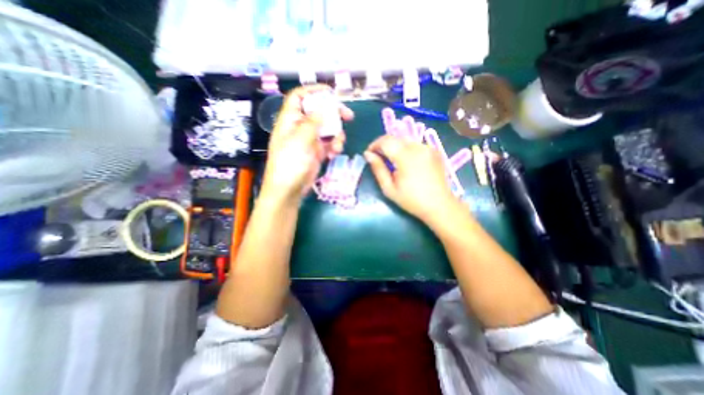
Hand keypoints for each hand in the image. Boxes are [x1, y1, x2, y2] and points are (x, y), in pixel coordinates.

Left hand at [261, 85, 355, 203]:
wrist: (289, 189)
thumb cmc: (289, 163)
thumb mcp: (300, 140)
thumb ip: (313, 122)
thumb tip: (325, 106)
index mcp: (290, 120)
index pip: (299, 97)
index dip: (313, 91)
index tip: (331, 93)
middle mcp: (300, 127)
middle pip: (319, 112)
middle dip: (334, 114)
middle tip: (348, 116)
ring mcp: (310, 140)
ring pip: (327, 129)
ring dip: (336, 136)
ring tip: (336, 147)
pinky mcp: (317, 152)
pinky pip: (329, 143)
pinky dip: (334, 147)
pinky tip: (333, 155)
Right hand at [365, 134, 458, 222]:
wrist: (439, 205)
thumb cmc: (412, 200)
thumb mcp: (389, 188)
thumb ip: (378, 169)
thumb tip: (368, 154)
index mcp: (406, 157)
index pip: (386, 140)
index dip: (375, 144)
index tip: (369, 154)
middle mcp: (418, 147)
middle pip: (395, 138)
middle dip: (384, 145)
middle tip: (378, 157)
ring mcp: (428, 148)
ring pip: (405, 140)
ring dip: (395, 147)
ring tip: (391, 160)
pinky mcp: (434, 151)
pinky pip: (415, 144)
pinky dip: (406, 149)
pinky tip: (405, 162)